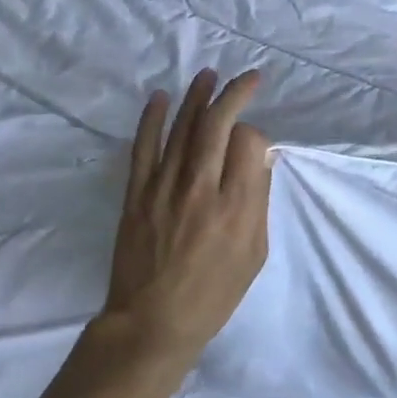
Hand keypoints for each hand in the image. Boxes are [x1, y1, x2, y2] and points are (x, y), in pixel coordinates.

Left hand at [103, 69, 272, 367]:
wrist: (152, 323)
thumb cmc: (214, 293)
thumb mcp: (255, 252)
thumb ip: (258, 199)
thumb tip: (259, 157)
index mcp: (236, 205)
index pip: (248, 142)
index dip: (256, 134)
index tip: (255, 145)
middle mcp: (201, 187)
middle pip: (217, 124)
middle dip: (234, 93)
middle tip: (247, 78)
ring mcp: (164, 188)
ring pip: (183, 128)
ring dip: (197, 97)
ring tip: (209, 74)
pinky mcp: (137, 194)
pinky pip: (144, 147)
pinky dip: (152, 119)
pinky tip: (160, 97)